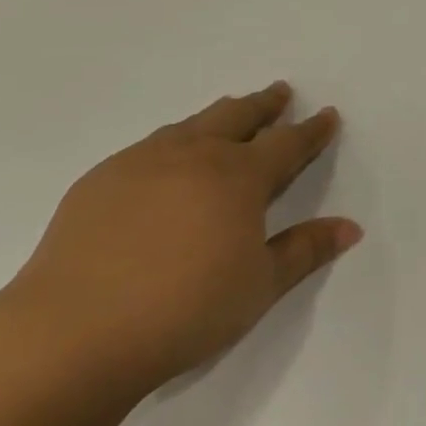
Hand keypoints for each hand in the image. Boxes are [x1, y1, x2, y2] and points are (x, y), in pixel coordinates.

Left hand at [7, 82, 359, 393]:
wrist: (73, 333)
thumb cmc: (184, 310)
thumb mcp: (260, 286)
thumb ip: (305, 250)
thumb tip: (351, 227)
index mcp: (239, 177)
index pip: (287, 144)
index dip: (311, 130)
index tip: (327, 115)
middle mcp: (195, 156)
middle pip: (238, 117)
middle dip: (265, 104)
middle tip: (279, 92)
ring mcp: (142, 162)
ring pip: (192, 124)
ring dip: (219, 115)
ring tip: (229, 113)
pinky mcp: (101, 180)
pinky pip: (150, 145)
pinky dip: (174, 140)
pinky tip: (167, 158)